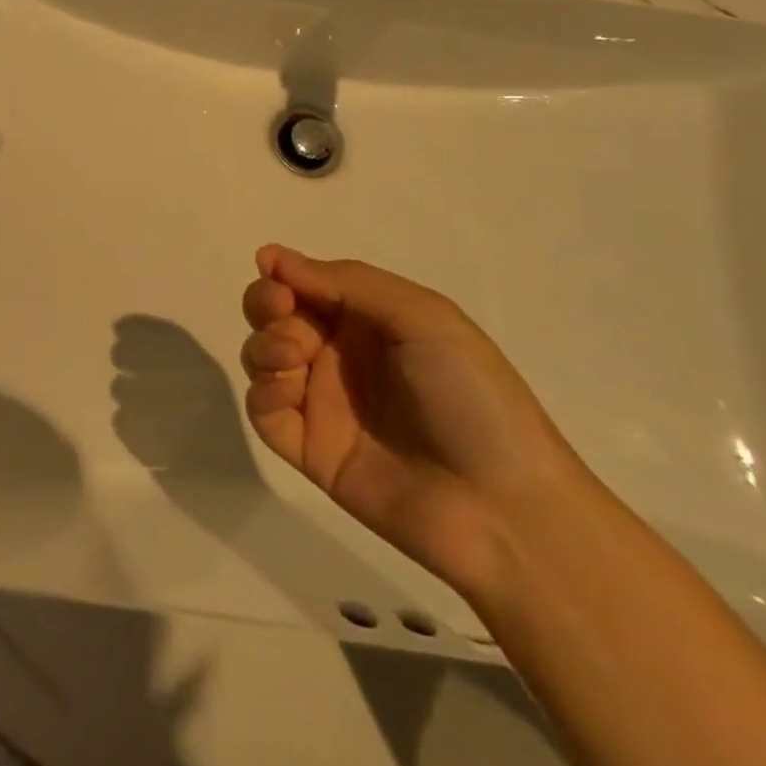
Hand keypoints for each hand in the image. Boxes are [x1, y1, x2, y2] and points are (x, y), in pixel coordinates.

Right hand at [239, 245, 592, 600]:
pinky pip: (263, 411)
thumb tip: (273, 256)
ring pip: (262, 356)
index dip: (283, 273)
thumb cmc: (471, 396)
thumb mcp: (423, 318)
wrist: (503, 508)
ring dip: (263, 344)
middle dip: (265, 302)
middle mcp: (340, 355)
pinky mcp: (309, 449)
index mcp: (370, 320)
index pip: (307, 283)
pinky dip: (261, 391)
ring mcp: (322, 402)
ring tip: (292, 356)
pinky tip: (285, 389)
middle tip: (280, 309)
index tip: (274, 273)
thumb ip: (347, 282)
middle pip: (275, 315)